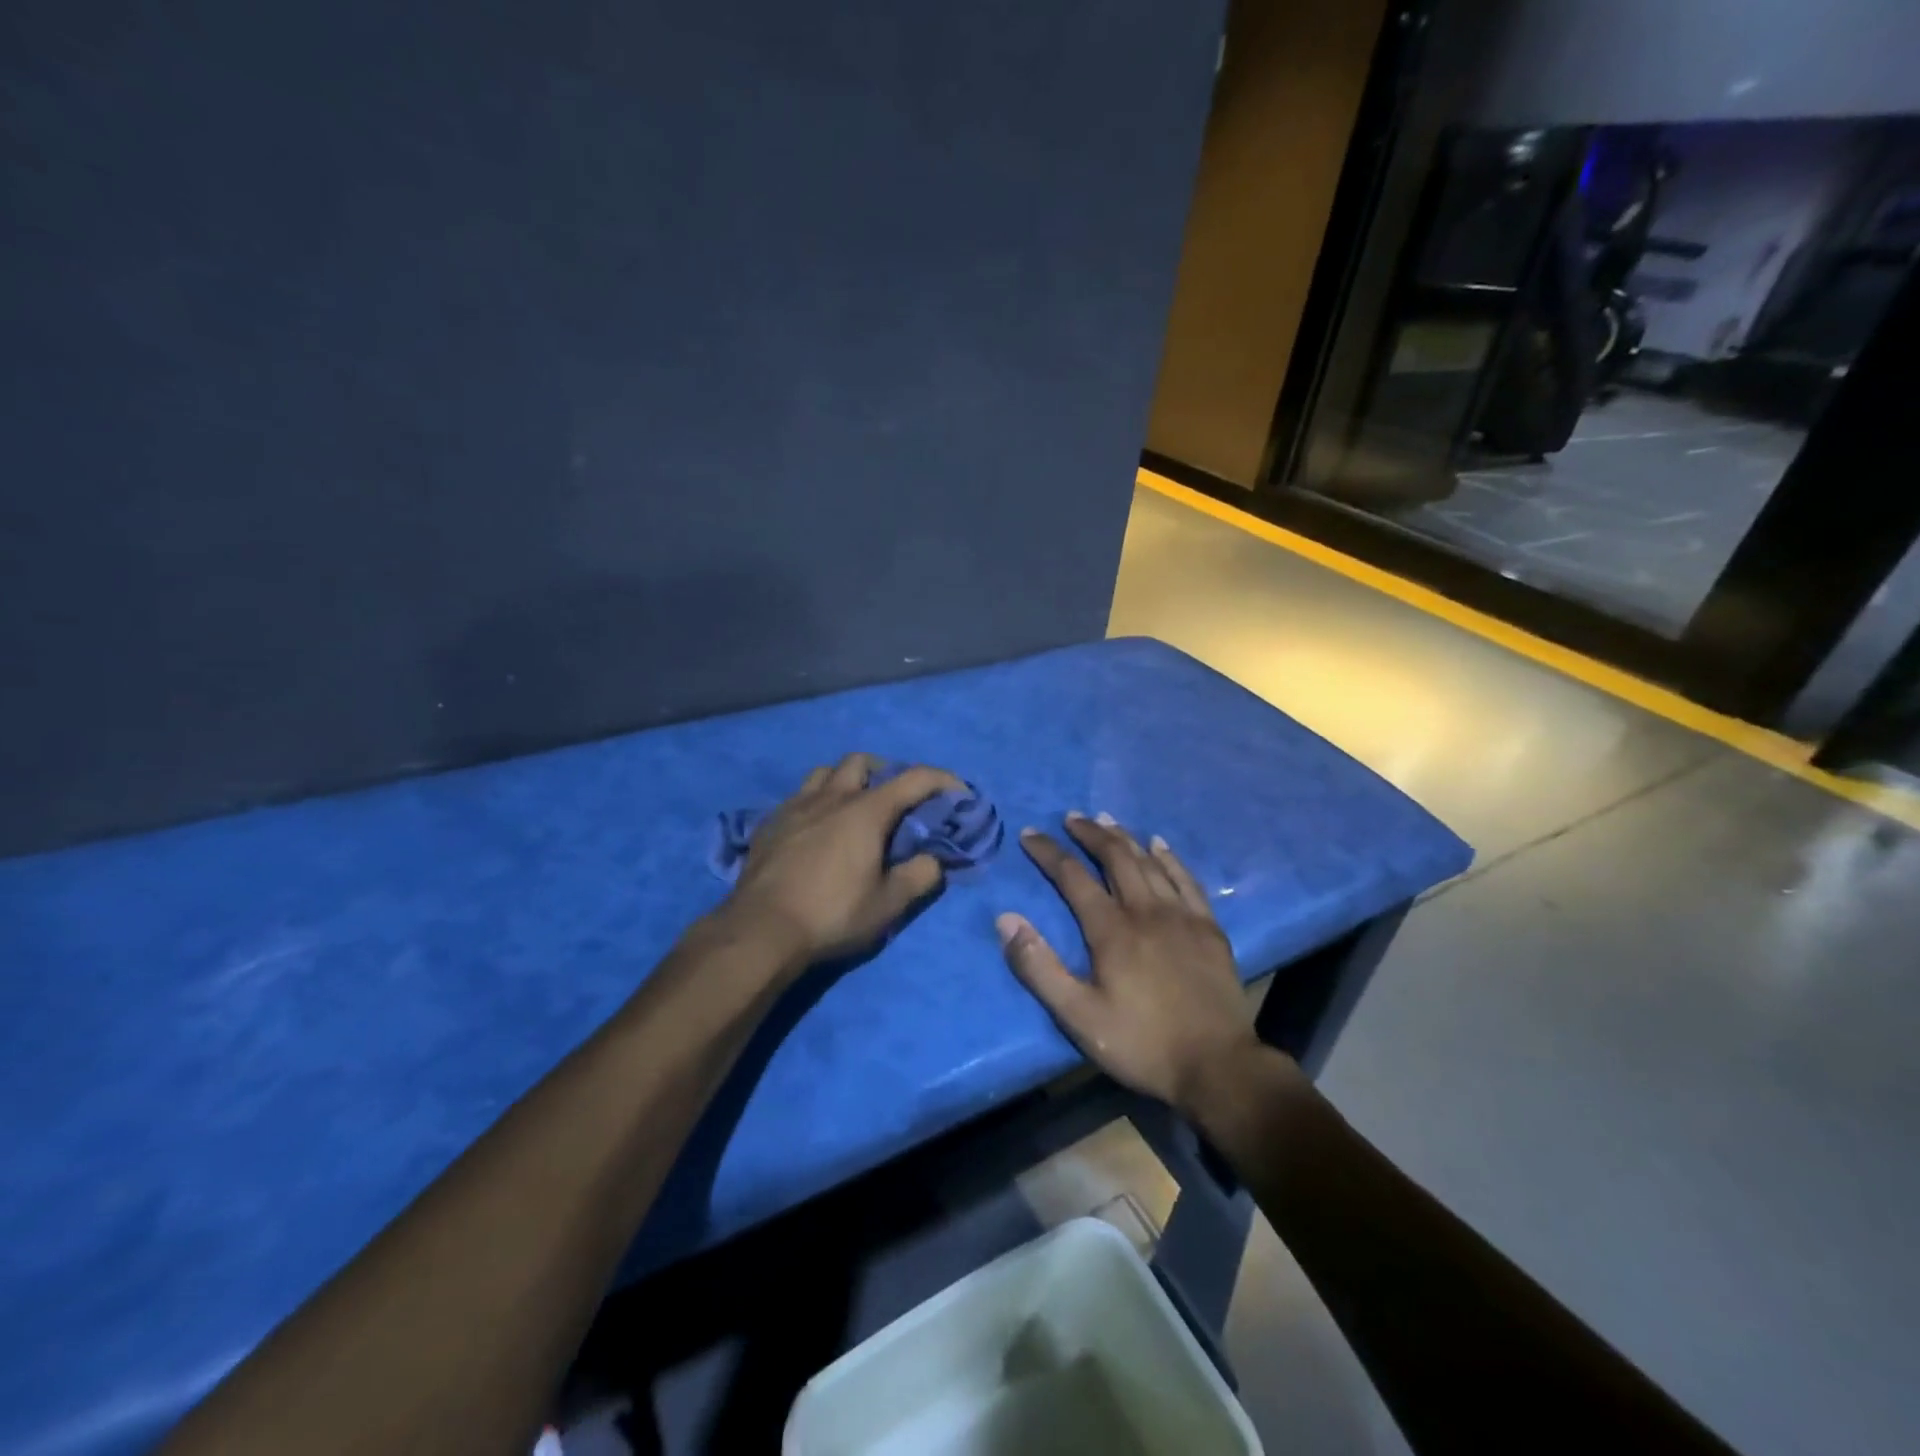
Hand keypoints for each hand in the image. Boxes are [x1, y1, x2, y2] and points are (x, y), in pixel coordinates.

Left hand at [719, 753, 962, 970]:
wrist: (761, 929)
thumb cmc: (832, 914)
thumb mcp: (888, 904)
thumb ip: (919, 876)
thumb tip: (933, 860)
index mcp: (865, 811)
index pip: (914, 778)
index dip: (942, 780)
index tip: (958, 792)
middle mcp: (831, 797)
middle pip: (861, 762)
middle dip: (885, 770)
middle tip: (896, 797)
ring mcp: (796, 806)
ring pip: (825, 773)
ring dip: (846, 780)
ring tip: (853, 806)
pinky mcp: (771, 823)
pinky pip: (799, 796)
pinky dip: (817, 801)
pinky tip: (816, 828)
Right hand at [998, 813, 1261, 1113]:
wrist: (1218, 1067)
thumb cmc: (1142, 1044)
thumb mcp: (1078, 1016)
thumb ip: (1039, 967)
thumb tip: (1006, 920)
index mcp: (1112, 930)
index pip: (1073, 877)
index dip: (1048, 853)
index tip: (1029, 834)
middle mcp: (1146, 911)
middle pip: (1115, 858)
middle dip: (1089, 834)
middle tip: (1071, 817)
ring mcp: (1182, 916)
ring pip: (1150, 862)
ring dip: (1125, 838)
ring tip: (1106, 820)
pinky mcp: (1209, 928)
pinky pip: (1187, 879)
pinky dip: (1170, 858)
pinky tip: (1160, 845)